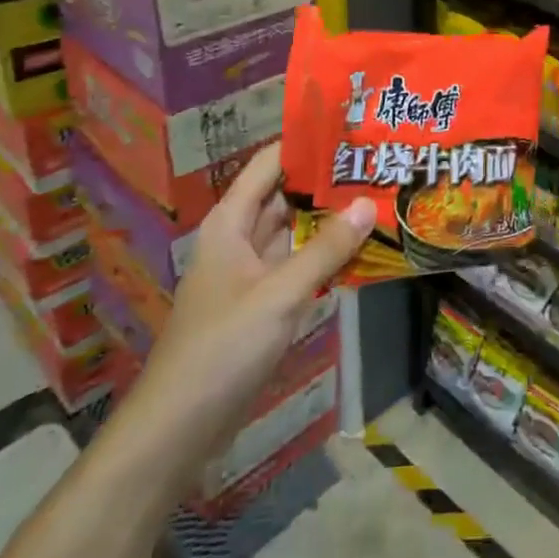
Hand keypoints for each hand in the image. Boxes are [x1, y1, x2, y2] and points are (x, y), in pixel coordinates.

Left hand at [121, 143, 374, 493]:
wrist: (178, 429)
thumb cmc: (222, 348)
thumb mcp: (280, 294)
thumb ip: (326, 249)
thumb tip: (368, 204)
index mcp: (231, 224)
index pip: (269, 165)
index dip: (304, 144)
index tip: (349, 128)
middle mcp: (240, 241)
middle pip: (286, 198)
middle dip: (327, 183)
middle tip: (378, 164)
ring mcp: (252, 276)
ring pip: (296, 235)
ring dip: (331, 221)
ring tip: (380, 198)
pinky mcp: (263, 307)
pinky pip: (300, 269)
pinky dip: (327, 259)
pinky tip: (363, 251)